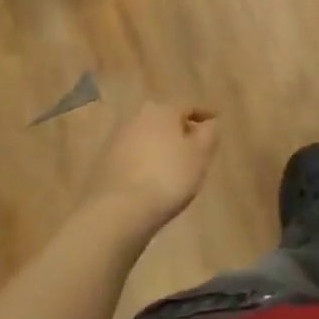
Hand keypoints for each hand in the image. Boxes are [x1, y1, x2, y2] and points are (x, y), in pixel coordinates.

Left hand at [77, 102, 219, 234]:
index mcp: (162, 110)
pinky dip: (144, 160)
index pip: (189, 107)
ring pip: (147, 136)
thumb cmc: (166, 178)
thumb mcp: (200, 155)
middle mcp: (137, 116)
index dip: (204, 114)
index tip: (216, 120)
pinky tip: (150, 176)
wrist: (116, 211)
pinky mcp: (103, 161)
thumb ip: (209, 134)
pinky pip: (132, 154)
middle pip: (165, 119)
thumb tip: (208, 124)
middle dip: (180, 130)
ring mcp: (116, 138)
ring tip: (173, 163)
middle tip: (194, 144)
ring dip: (160, 145)